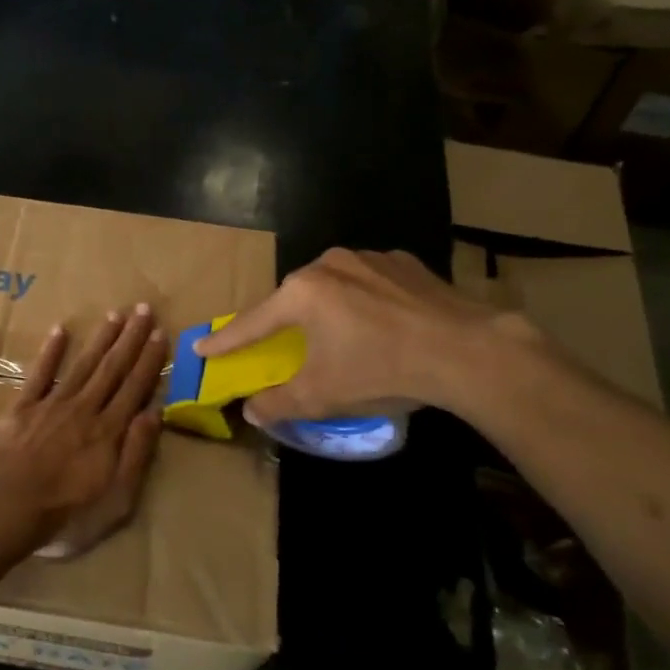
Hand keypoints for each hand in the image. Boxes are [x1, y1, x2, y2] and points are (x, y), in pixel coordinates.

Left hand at [0, 306, 166, 562]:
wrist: (6, 509)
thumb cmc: (66, 514)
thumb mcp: (116, 498)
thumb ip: (136, 454)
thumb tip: (155, 412)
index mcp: (108, 431)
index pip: (135, 388)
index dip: (149, 360)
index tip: (160, 333)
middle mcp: (84, 409)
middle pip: (112, 368)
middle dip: (130, 338)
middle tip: (144, 309)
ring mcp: (52, 405)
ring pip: (82, 365)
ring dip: (101, 338)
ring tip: (115, 313)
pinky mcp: (22, 408)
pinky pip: (39, 374)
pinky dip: (50, 352)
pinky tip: (60, 330)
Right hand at [194, 248, 532, 423]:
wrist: (467, 351)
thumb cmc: (382, 370)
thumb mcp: (322, 395)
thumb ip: (278, 403)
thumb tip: (251, 412)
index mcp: (303, 293)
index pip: (253, 323)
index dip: (226, 341)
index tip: (201, 347)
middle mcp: (330, 264)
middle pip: (294, 299)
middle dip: (284, 323)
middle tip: (281, 344)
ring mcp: (370, 258)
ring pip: (334, 287)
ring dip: (329, 311)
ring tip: (342, 338)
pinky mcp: (406, 263)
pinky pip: (371, 283)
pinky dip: (365, 302)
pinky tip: (383, 324)